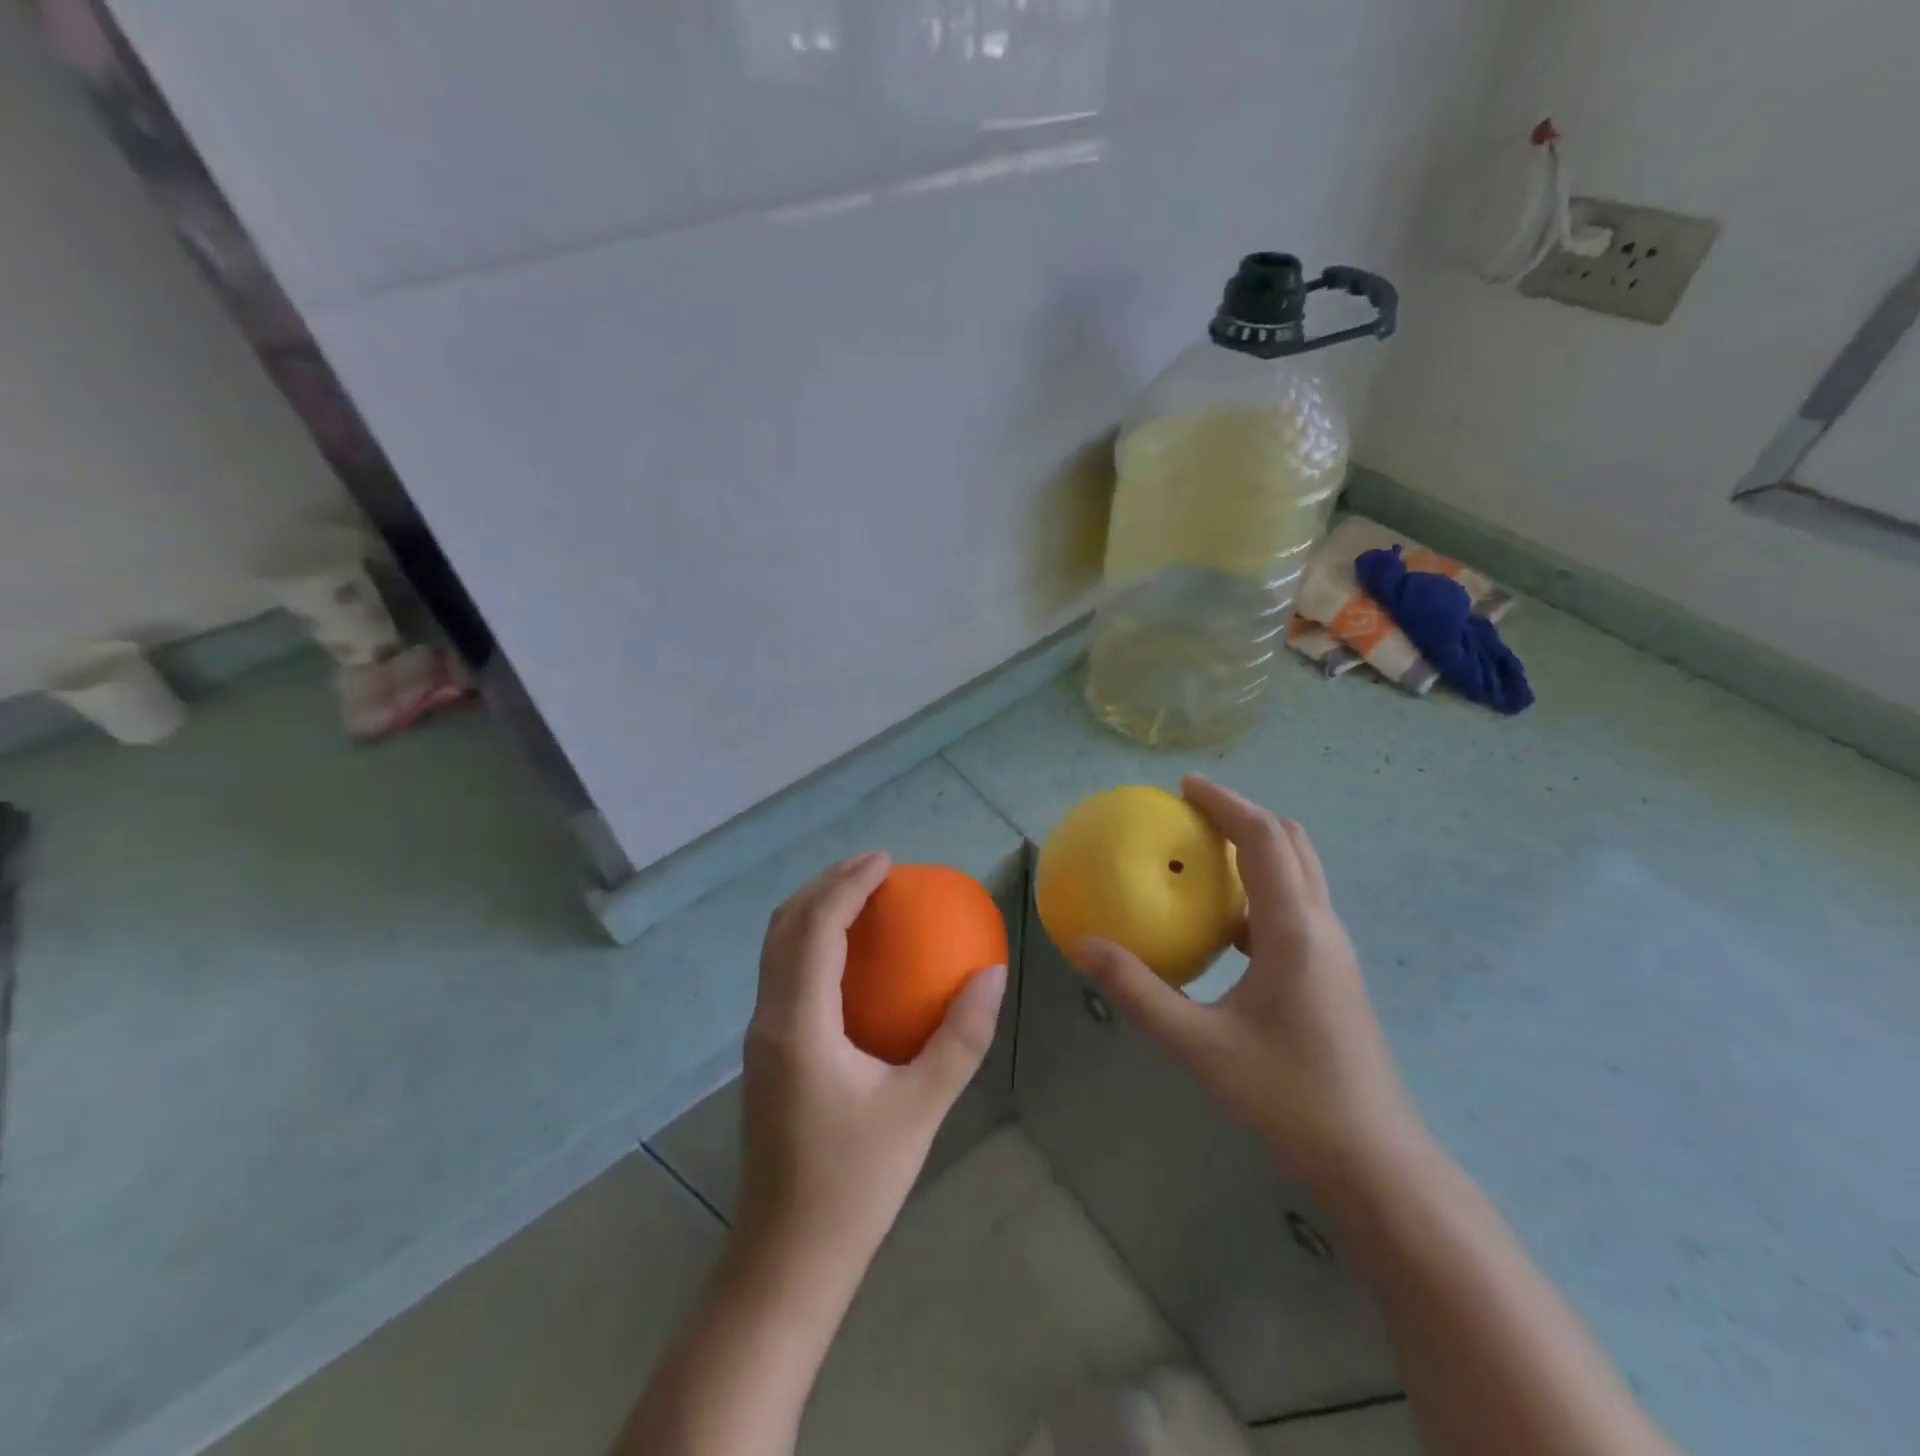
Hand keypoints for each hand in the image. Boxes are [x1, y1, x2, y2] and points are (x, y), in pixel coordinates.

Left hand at [735, 851, 1007, 1277]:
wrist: (787, 1261)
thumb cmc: (855, 1184)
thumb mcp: (920, 1109)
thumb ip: (960, 1038)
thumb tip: (992, 973)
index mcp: (797, 1023)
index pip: (815, 928)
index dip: (847, 884)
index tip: (886, 861)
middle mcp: (768, 1019)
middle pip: (784, 926)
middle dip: (826, 884)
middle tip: (875, 867)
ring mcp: (760, 1037)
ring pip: (776, 949)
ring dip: (814, 910)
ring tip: (860, 895)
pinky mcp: (766, 1054)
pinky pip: (782, 973)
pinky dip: (810, 941)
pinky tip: (848, 956)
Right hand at [1070, 776, 1423, 1200]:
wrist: (1375, 1162)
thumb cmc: (1288, 1098)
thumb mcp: (1199, 1046)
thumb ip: (1138, 993)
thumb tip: (1084, 946)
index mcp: (1294, 931)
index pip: (1265, 839)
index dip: (1226, 802)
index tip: (1184, 786)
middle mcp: (1321, 927)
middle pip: (1291, 842)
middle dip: (1243, 814)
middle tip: (1192, 812)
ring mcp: (1333, 950)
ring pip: (1299, 872)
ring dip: (1257, 848)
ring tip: (1204, 854)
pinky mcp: (1332, 973)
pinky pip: (1295, 905)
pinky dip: (1261, 887)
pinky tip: (1223, 922)